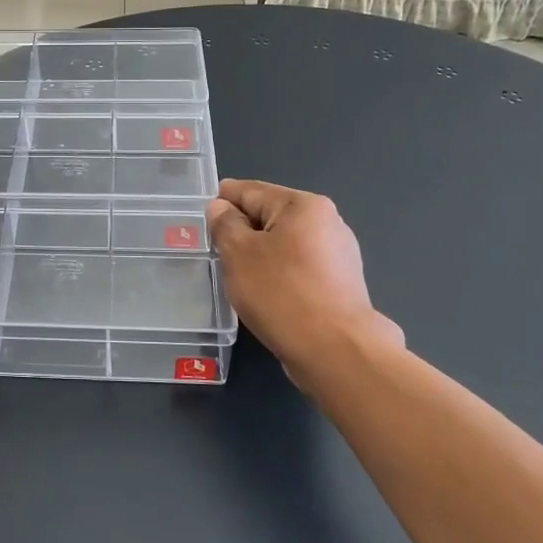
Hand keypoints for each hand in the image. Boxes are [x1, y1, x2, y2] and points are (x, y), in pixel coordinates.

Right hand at [206, 179, 403, 381]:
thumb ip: (225, 224)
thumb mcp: (238, 253)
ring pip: (285, 244)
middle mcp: (327, 222)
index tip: (201, 215)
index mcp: (303, 205)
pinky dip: (279, 275)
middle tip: (215, 250)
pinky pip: (299, 268)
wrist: (336, 351)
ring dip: (260, 255)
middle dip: (242, 230)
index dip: (222, 200)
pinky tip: (265, 294)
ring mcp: (339, 255)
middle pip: (270, 216)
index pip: (250, 191)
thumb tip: (220, 207)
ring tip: (236, 276)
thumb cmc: (281, 293)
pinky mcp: (341, 285)